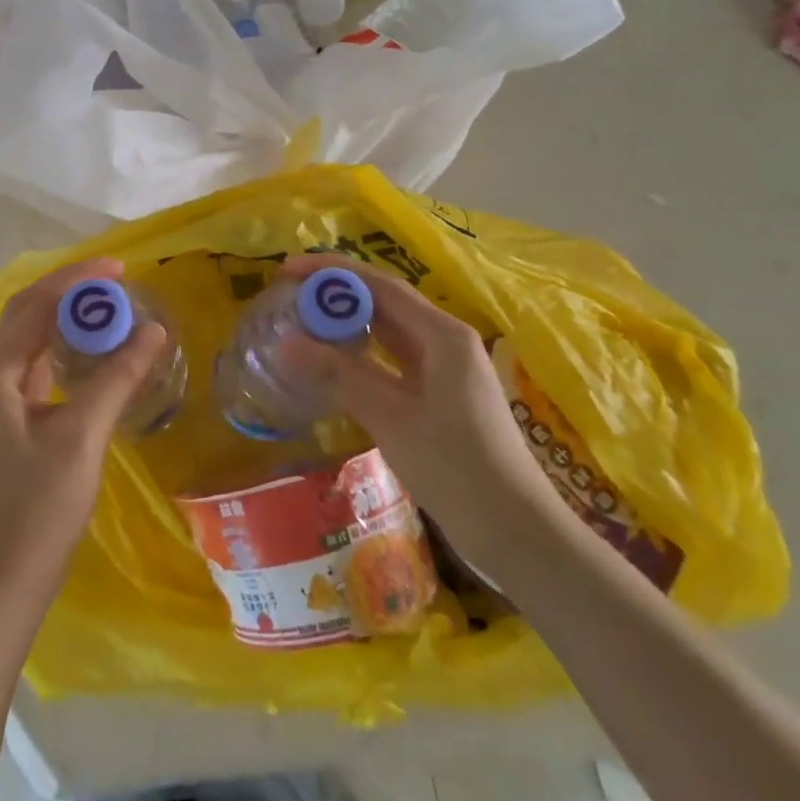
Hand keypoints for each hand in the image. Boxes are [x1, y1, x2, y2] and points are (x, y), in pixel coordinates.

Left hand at [0, 257, 167, 616]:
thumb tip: (152, 330)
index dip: (75, 280)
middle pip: (26, 317)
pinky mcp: (8, 424)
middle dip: (69, 294)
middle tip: (117, 284)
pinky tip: (92, 355)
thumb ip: (116, 378)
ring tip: (110, 311)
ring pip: (30, 343)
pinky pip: (35, 370)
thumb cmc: (38, 508)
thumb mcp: (81, 436)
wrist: (2, 581)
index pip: (34, 305)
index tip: (119, 267)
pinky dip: (63, 352)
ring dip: (65, 322)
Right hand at [277, 253, 566, 572]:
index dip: (332, 272)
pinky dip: (358, 355)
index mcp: (442, 335)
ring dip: (345, 324)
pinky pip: (390, 360)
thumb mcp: (391, 417)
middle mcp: (444, 341)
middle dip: (336, 294)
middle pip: (383, 302)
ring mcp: (443, 369)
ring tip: (300, 321)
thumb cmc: (456, 467)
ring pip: (386, 331)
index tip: (288, 270)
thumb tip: (286, 342)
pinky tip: (329, 362)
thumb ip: (339, 374)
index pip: (380, 285)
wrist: (514, 531)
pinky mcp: (437, 395)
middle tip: (288, 295)